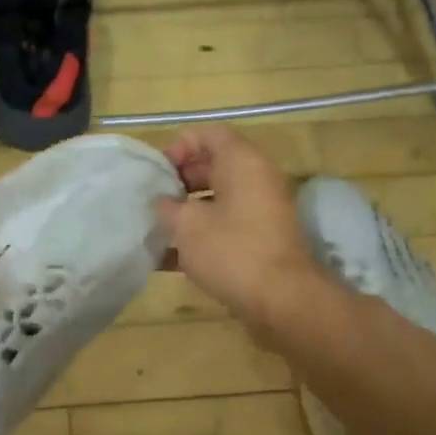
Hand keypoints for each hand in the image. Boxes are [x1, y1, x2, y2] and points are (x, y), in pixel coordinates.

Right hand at [155, 126, 322, 330]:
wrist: (281, 300)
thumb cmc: (231, 250)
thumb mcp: (187, 225)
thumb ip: (169, 207)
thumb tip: (164, 203)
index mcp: (243, 163)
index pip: (209, 134)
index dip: (180, 146)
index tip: (157, 170)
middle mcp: (257, 180)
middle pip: (215, 165)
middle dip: (181, 179)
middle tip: (154, 198)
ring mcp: (262, 212)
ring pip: (219, 198)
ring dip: (188, 209)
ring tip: (157, 226)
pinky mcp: (262, 241)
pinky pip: (226, 226)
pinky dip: (201, 235)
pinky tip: (169, 259)